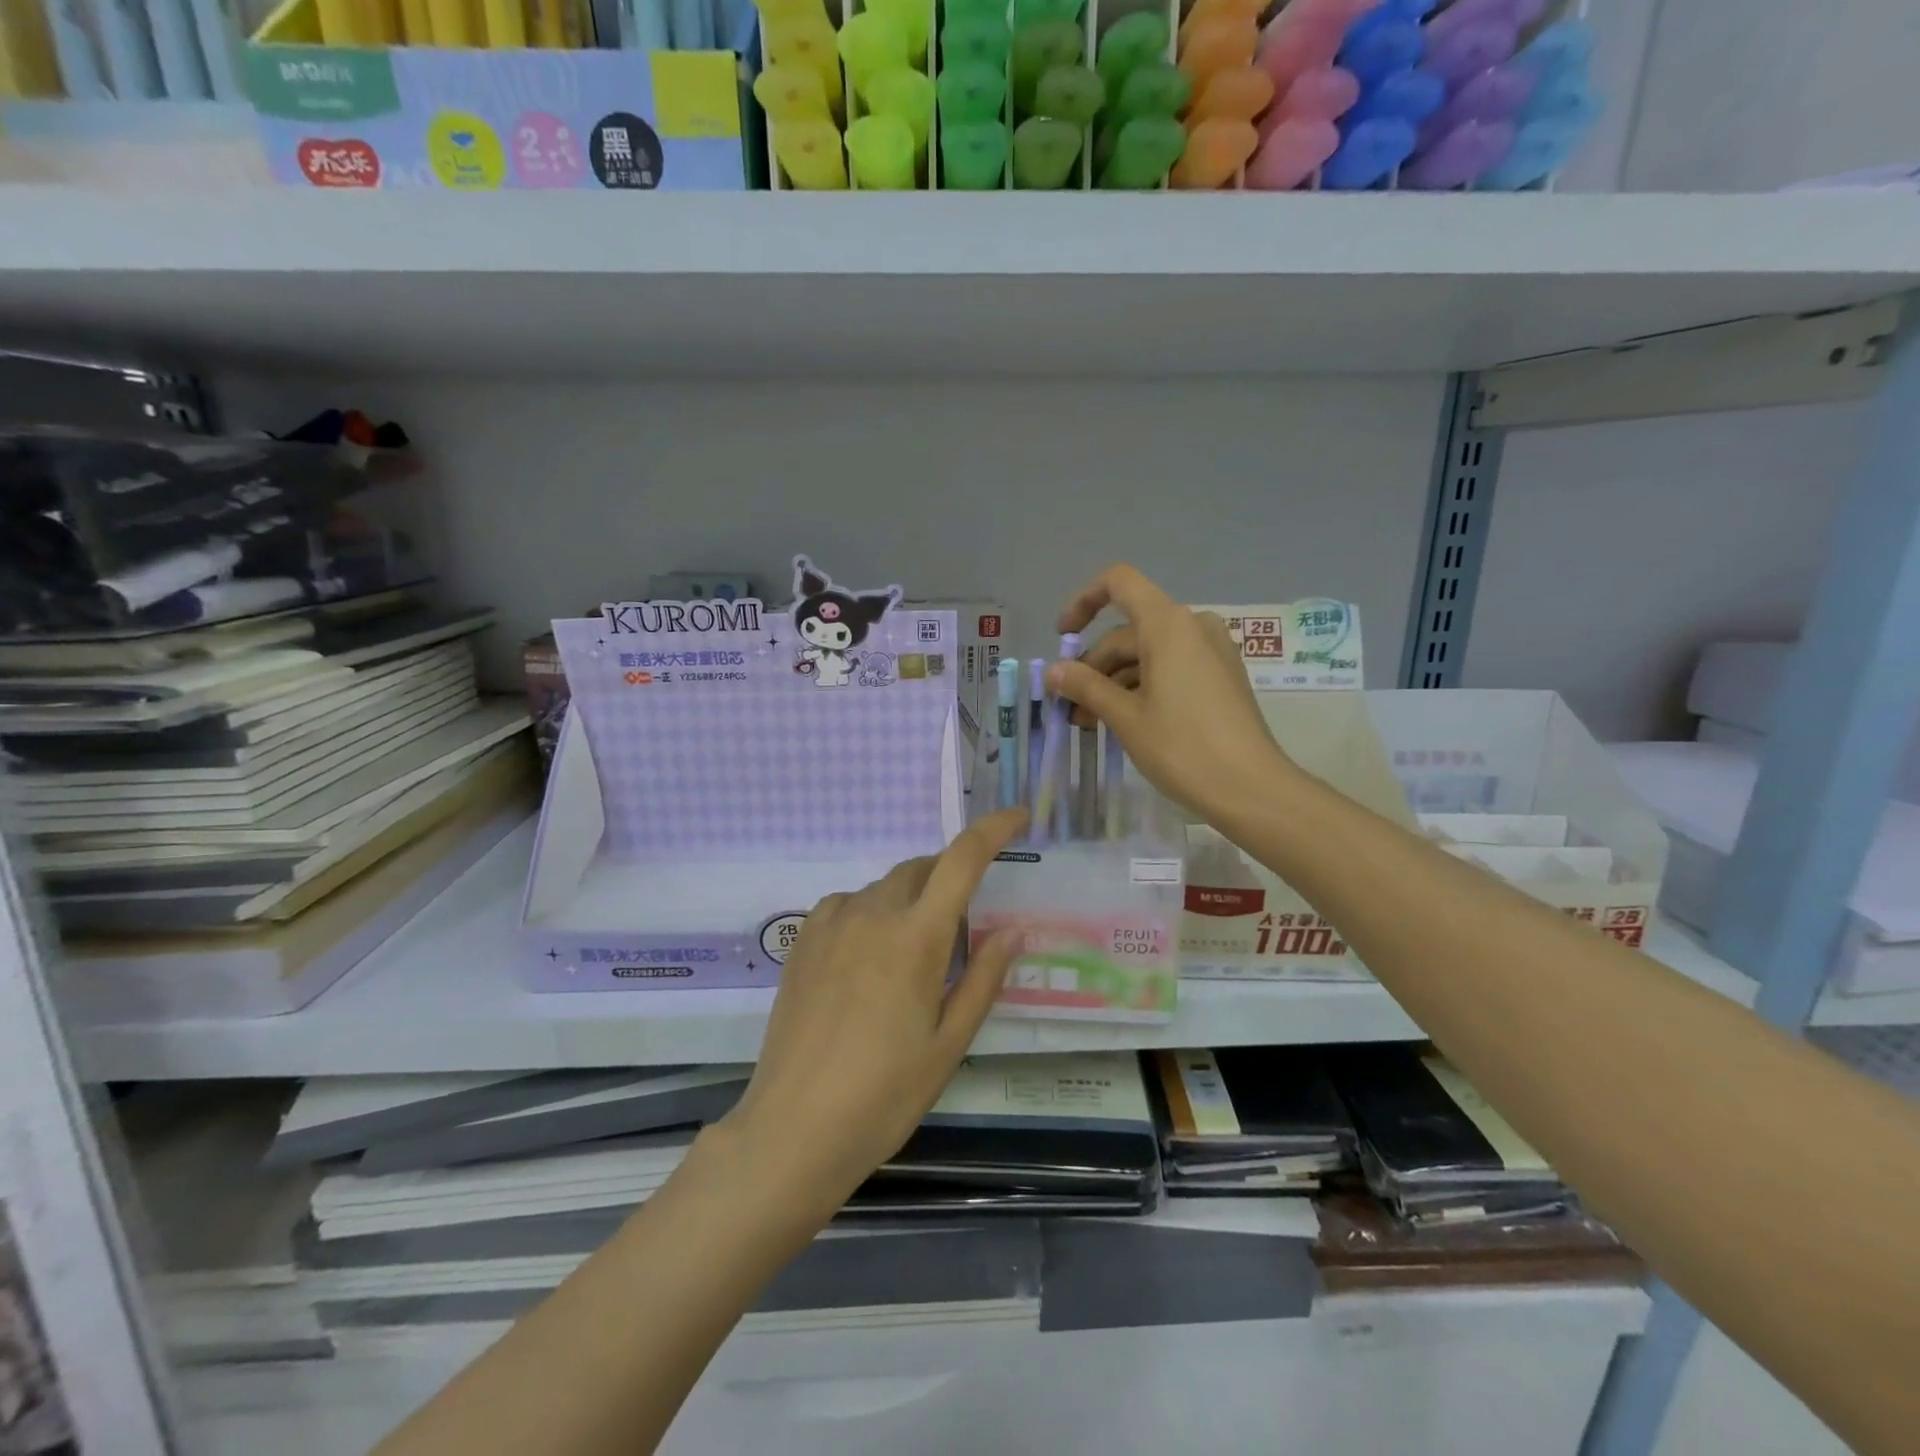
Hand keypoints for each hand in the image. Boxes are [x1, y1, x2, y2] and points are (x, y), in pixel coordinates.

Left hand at [718, 807, 1029, 1217]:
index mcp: (916, 936)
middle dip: (950, 875)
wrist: (794, 1128)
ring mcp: (831, 923)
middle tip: (964, 915)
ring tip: (914, 947)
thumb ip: (983, 978)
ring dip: (910, 897)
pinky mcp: (803, 940)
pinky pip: (848, 903)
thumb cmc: (885, 1093)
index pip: (962, 859)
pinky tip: (869, 951)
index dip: (994, 828)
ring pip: (884, 887)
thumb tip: (1013, 930)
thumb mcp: (949, 1043)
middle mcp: (872, 913)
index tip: (1018, 815)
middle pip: (921, 868)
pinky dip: (871, 910)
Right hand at [1049, 563, 1294, 820]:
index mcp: (1168, 625)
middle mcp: (1192, 626)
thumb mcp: (1126, 718)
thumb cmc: (1183, 747)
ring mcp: (1211, 651)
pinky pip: (1171, 668)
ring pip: (1148, 654)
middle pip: (1129, 631)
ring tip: (1090, 723)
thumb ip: (1086, 687)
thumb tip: (1053, 671)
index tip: (1062, 637)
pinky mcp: (1221, 677)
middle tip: (1069, 707)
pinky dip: (1141, 687)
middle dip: (1094, 666)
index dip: (1083, 602)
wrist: (1252, 789)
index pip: (1119, 583)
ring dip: (1114, 683)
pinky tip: (1123, 722)